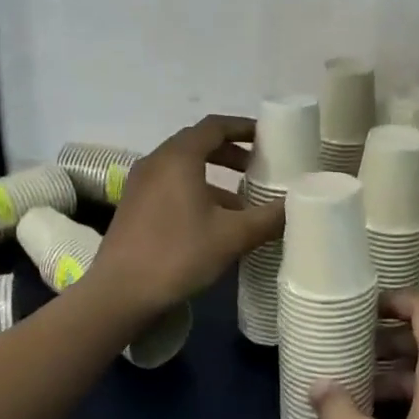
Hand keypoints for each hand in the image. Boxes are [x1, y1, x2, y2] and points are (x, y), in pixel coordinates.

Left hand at [88, 115, 282, 317]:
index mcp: (178, 157)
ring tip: (242, 201)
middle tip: (257, 167)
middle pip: (197, 143)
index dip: (243, 127)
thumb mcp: (232, 236)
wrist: (120, 293)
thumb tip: (298, 205)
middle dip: (230, 152)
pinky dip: (195, 191)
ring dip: (214, 176)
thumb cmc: (178, 255)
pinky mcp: (133, 206)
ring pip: (183, 167)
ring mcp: (140, 184)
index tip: (268, 136)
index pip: (214, 126)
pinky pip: (170, 185)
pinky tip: (213, 222)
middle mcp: (156, 162)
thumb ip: (268, 218)